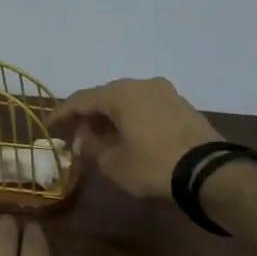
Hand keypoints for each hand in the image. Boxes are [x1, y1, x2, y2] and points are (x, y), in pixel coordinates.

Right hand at [50, 77, 220, 199]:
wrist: (207, 171)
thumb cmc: (153, 166)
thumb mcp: (114, 163)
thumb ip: (92, 147)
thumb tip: (84, 138)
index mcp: (120, 93)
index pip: (81, 99)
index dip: (62, 113)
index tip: (49, 126)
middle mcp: (142, 84)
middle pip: (106, 96)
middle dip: (88, 114)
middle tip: (75, 131)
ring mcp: (165, 92)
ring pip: (128, 100)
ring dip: (111, 116)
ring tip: (99, 135)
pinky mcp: (182, 105)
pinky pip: (146, 106)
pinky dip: (131, 117)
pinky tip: (126, 134)